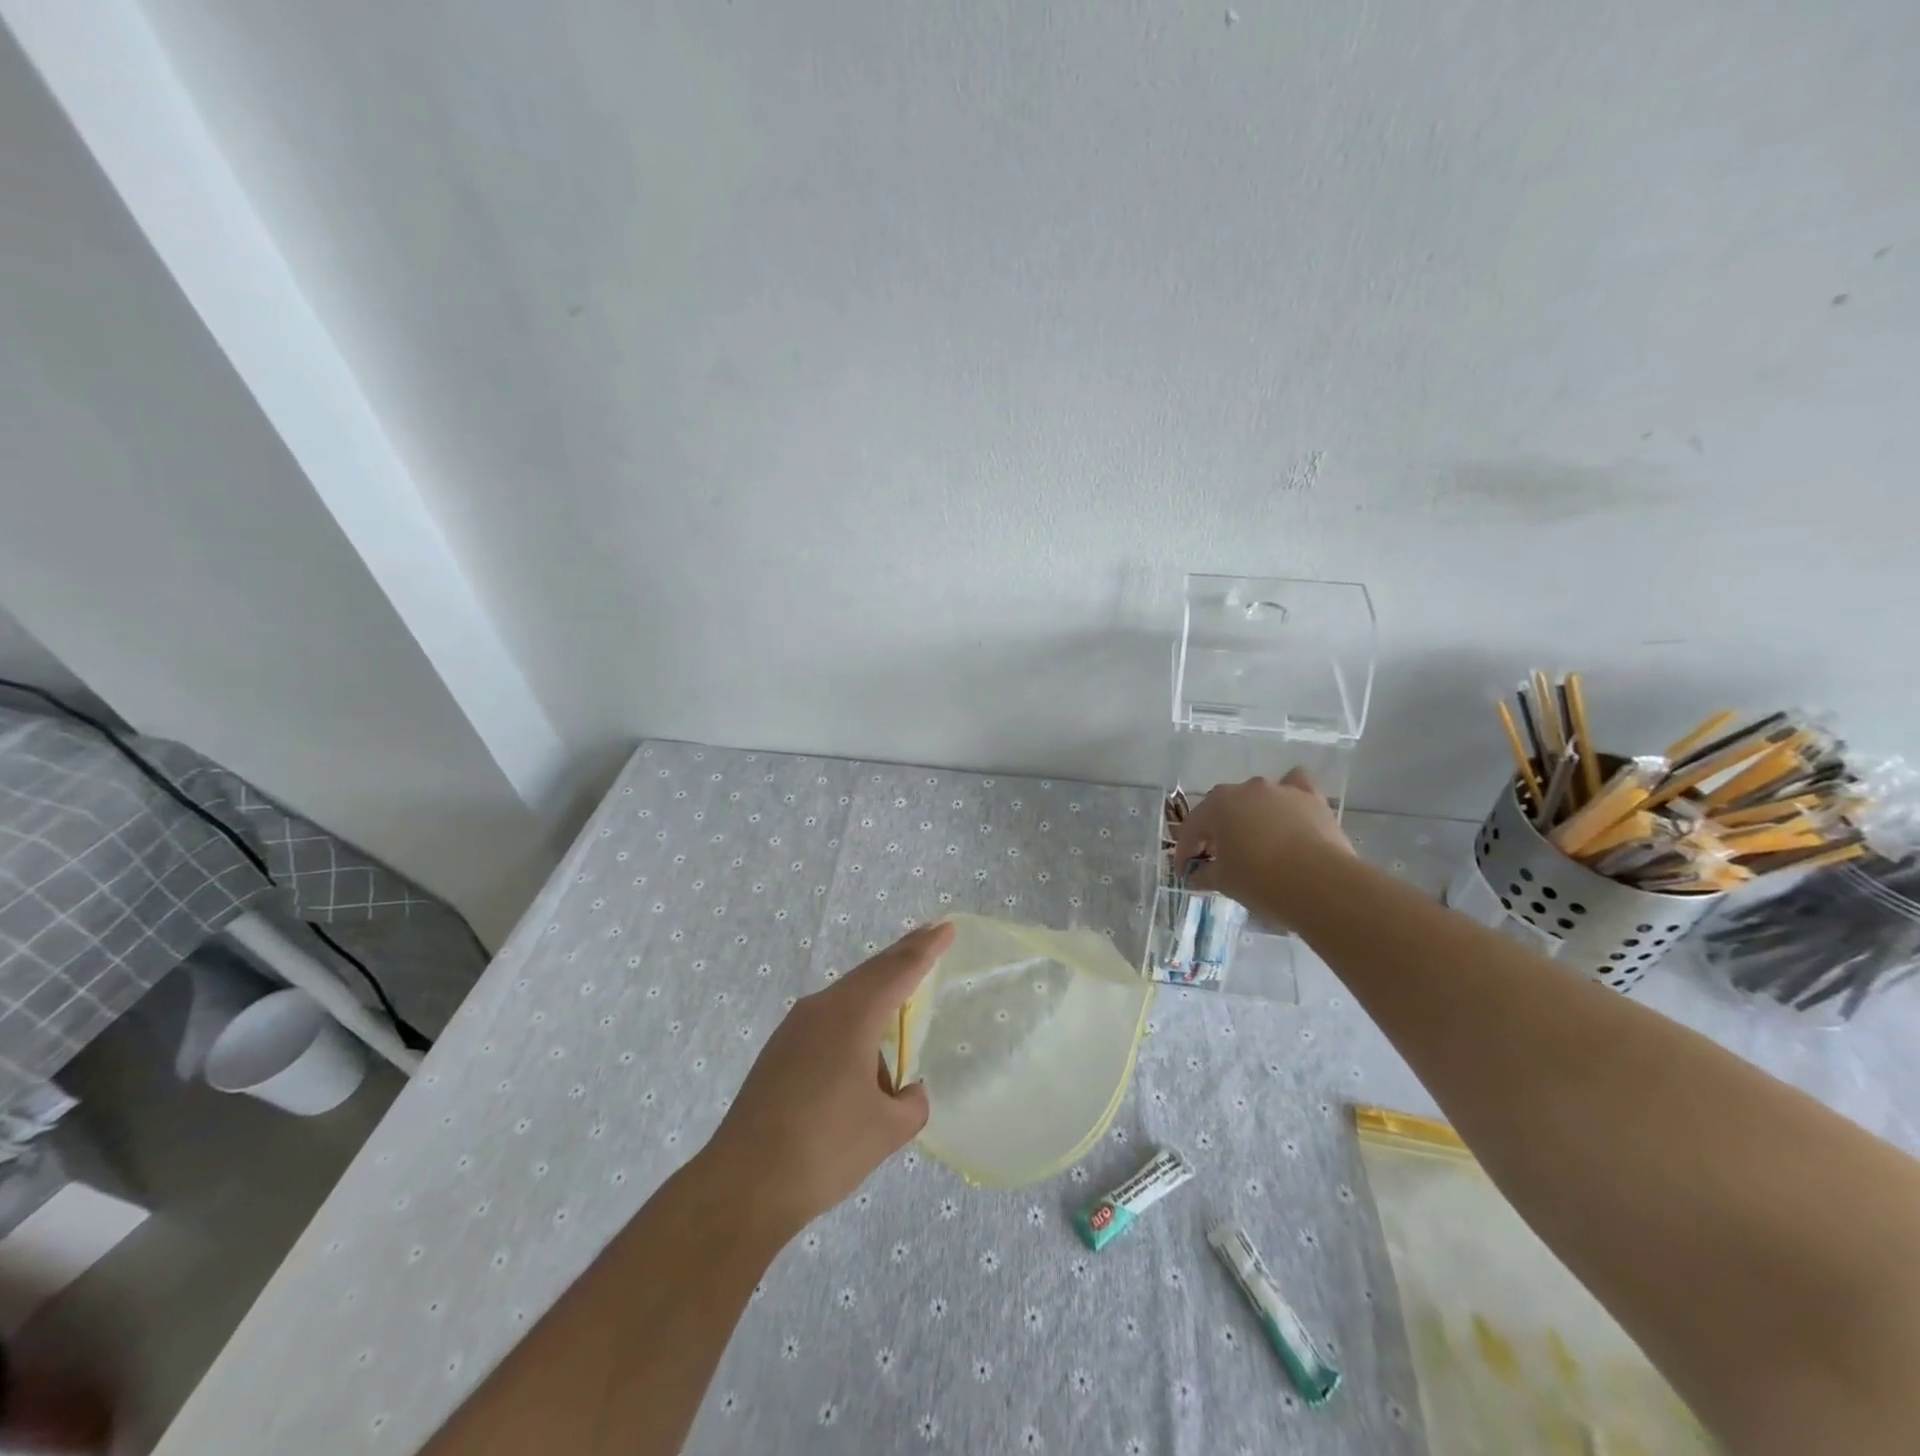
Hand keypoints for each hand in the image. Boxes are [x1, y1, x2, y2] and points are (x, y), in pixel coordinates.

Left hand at [703, 922, 953, 1239]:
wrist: (743, 1185)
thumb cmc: (824, 1150)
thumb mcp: (886, 1130)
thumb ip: (911, 1103)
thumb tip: (905, 1091)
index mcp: (852, 1016)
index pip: (899, 970)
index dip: (926, 948)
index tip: (947, 928)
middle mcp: (821, 1009)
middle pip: (871, 972)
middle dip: (903, 955)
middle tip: (930, 938)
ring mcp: (795, 1028)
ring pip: (847, 994)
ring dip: (877, 988)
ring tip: (902, 995)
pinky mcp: (780, 1050)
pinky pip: (828, 1017)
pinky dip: (855, 1015)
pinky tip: (863, 1045)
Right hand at [1171, 769, 1351, 918]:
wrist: (1322, 885)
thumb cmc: (1262, 881)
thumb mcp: (1224, 882)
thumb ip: (1203, 875)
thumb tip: (1194, 875)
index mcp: (1217, 805)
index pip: (1192, 828)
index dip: (1185, 853)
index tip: (1185, 874)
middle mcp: (1246, 789)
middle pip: (1222, 810)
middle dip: (1215, 833)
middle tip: (1216, 860)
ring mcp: (1280, 790)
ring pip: (1256, 798)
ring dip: (1249, 817)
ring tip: (1254, 844)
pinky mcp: (1311, 798)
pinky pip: (1294, 787)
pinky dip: (1287, 798)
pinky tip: (1287, 813)